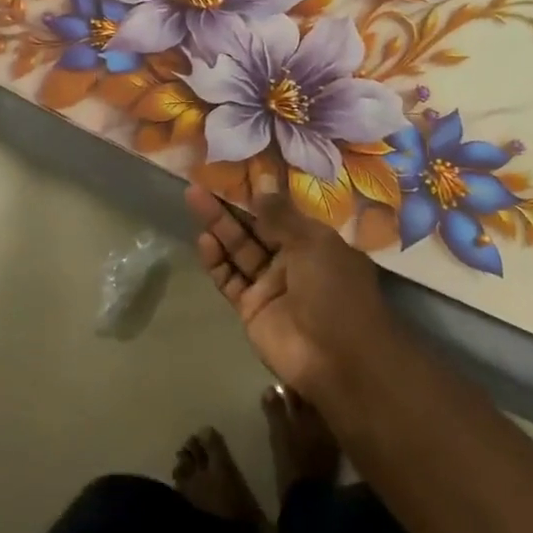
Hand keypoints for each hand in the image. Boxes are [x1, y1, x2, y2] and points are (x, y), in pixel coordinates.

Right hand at [186, 183, 399, 400]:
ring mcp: (269, 286)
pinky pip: (230, 279)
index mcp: (314, 242)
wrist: (338, 359)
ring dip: (218, 227)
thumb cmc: (335, 291)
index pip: (280, 213)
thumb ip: (281, 216)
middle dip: (230, 207)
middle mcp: (291, 261)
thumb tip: (262, 186)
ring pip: (238, 250)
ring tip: (194, 200)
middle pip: (254, 228)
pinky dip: (216, 261)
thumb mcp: (313, 243)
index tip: (233, 173)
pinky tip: (204, 240)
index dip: (257, 195)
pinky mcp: (251, 308)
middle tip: (201, 184)